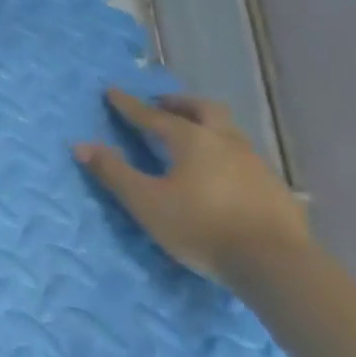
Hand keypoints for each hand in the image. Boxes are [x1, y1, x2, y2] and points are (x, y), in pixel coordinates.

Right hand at [74, 89, 308, 284]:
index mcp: (192, 140)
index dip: (129, 105)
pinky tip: (221, 173)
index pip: (153, 115)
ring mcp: (256, 163)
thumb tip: (80, 145)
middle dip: (179, 104)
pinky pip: (244, 157)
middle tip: (161, 105)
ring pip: (228, 131)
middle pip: (203, 109)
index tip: (112, 92)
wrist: (275, 264)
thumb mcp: (145, 202)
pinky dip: (225, 152)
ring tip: (190, 137)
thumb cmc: (200, 227)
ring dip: (206, 125)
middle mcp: (226, 142)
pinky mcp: (274, 187)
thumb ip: (113, 172)